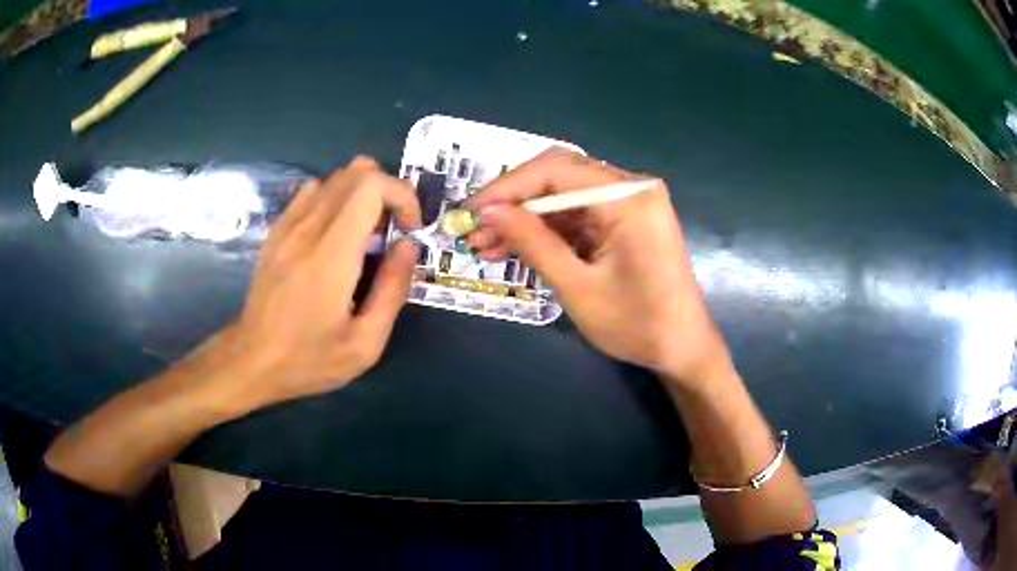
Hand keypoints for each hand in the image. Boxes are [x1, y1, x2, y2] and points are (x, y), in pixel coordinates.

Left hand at [215, 156, 420, 408]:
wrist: (251, 360)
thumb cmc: (309, 359)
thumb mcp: (364, 344)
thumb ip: (392, 290)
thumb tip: (409, 245)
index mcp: (332, 254)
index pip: (372, 185)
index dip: (401, 195)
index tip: (409, 230)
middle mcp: (309, 228)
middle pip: (357, 171)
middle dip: (388, 190)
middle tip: (392, 231)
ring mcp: (288, 225)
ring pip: (335, 177)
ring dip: (362, 194)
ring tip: (367, 234)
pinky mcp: (277, 230)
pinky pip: (312, 191)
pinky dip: (336, 198)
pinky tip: (336, 234)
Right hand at [468, 148, 730, 388]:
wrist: (683, 349)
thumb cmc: (637, 325)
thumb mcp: (578, 287)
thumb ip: (533, 243)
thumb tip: (489, 211)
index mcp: (629, 197)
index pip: (556, 171)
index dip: (507, 188)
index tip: (470, 212)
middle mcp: (632, 188)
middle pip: (559, 176)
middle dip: (514, 202)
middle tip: (476, 229)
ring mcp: (631, 202)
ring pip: (564, 196)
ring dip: (526, 219)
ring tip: (486, 246)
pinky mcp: (626, 219)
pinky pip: (579, 214)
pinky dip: (548, 230)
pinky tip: (516, 248)